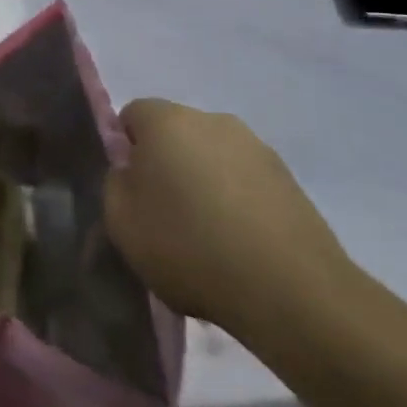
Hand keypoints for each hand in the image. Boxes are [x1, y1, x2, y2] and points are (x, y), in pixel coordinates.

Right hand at [105, 98, 354, 336]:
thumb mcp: (121, 221)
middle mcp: (214, 121)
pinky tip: (238, 244)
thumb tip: (131, 171)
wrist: (290, 291)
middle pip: (175, 133)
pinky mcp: (291, 180)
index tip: (129, 189)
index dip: (125, 149)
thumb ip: (115, 183)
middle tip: (162, 213)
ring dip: (203, 182)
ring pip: (213, 157)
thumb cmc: (188, 247)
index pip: (132, 115)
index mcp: (167, 121)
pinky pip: (245, 182)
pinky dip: (236, 202)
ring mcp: (258, 149)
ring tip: (205, 234)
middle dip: (165, 163)